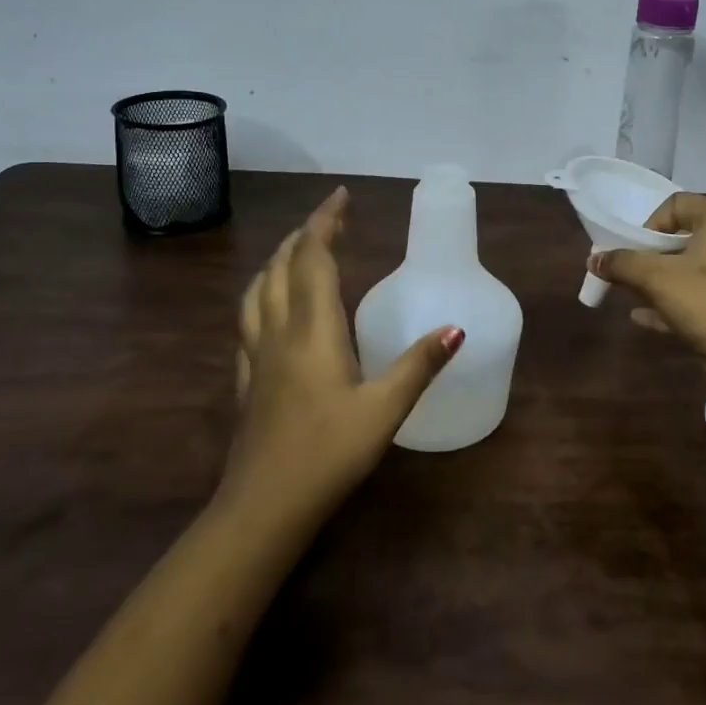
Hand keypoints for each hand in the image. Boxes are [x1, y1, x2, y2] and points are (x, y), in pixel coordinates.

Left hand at [229, 187, 461, 522]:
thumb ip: (420, 365)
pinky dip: (261, 298)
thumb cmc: (327, 454)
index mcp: (312, 330)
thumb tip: (457, 328)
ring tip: (295, 252)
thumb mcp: (384, 410)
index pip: (312, 258)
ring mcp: (257, 357)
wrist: (262, 508)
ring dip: (276, 262)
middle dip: (303, 236)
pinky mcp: (248, 382)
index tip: (341, 196)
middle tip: (329, 220)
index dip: (324, 222)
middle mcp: (279, 333)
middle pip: (281, 268)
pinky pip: (248, 323)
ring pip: (257, 292)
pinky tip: (270, 314)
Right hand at [589, 193, 705, 388]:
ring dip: (659, 281)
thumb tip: (594, 259)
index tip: (636, 248)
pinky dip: (673, 303)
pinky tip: (645, 318)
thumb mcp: (655, 278)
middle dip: (650, 255)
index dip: (651, 222)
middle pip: (684, 238)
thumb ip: (622, 264)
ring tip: (632, 294)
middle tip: (628, 272)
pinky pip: (700, 298)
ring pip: (691, 271)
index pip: (679, 203)